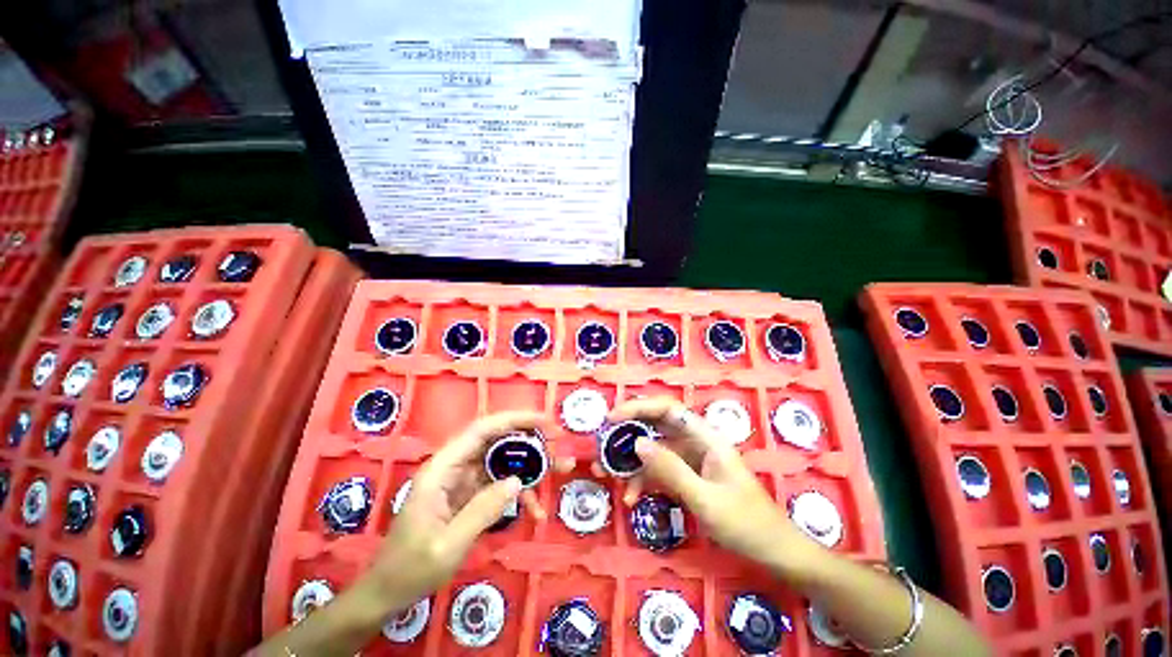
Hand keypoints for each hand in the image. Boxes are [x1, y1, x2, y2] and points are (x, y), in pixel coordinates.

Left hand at [367, 411, 548, 607]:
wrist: (387, 593)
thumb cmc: (409, 569)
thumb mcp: (447, 546)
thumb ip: (482, 510)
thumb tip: (518, 481)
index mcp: (442, 469)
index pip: (482, 429)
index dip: (514, 419)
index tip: (544, 422)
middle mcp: (454, 467)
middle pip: (497, 441)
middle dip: (529, 440)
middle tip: (558, 445)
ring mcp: (463, 481)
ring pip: (503, 461)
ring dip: (531, 465)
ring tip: (559, 471)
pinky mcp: (470, 495)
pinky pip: (500, 485)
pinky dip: (520, 494)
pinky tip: (535, 511)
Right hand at [605, 397, 816, 565]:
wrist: (773, 551)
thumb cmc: (746, 523)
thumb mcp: (706, 499)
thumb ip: (671, 470)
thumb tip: (637, 444)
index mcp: (704, 437)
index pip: (667, 409)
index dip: (638, 408)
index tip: (612, 419)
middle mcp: (694, 442)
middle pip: (655, 426)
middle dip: (628, 434)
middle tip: (603, 447)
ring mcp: (689, 460)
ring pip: (653, 450)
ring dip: (630, 461)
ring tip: (607, 474)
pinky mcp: (686, 477)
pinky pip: (658, 471)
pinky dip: (642, 481)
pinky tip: (630, 498)